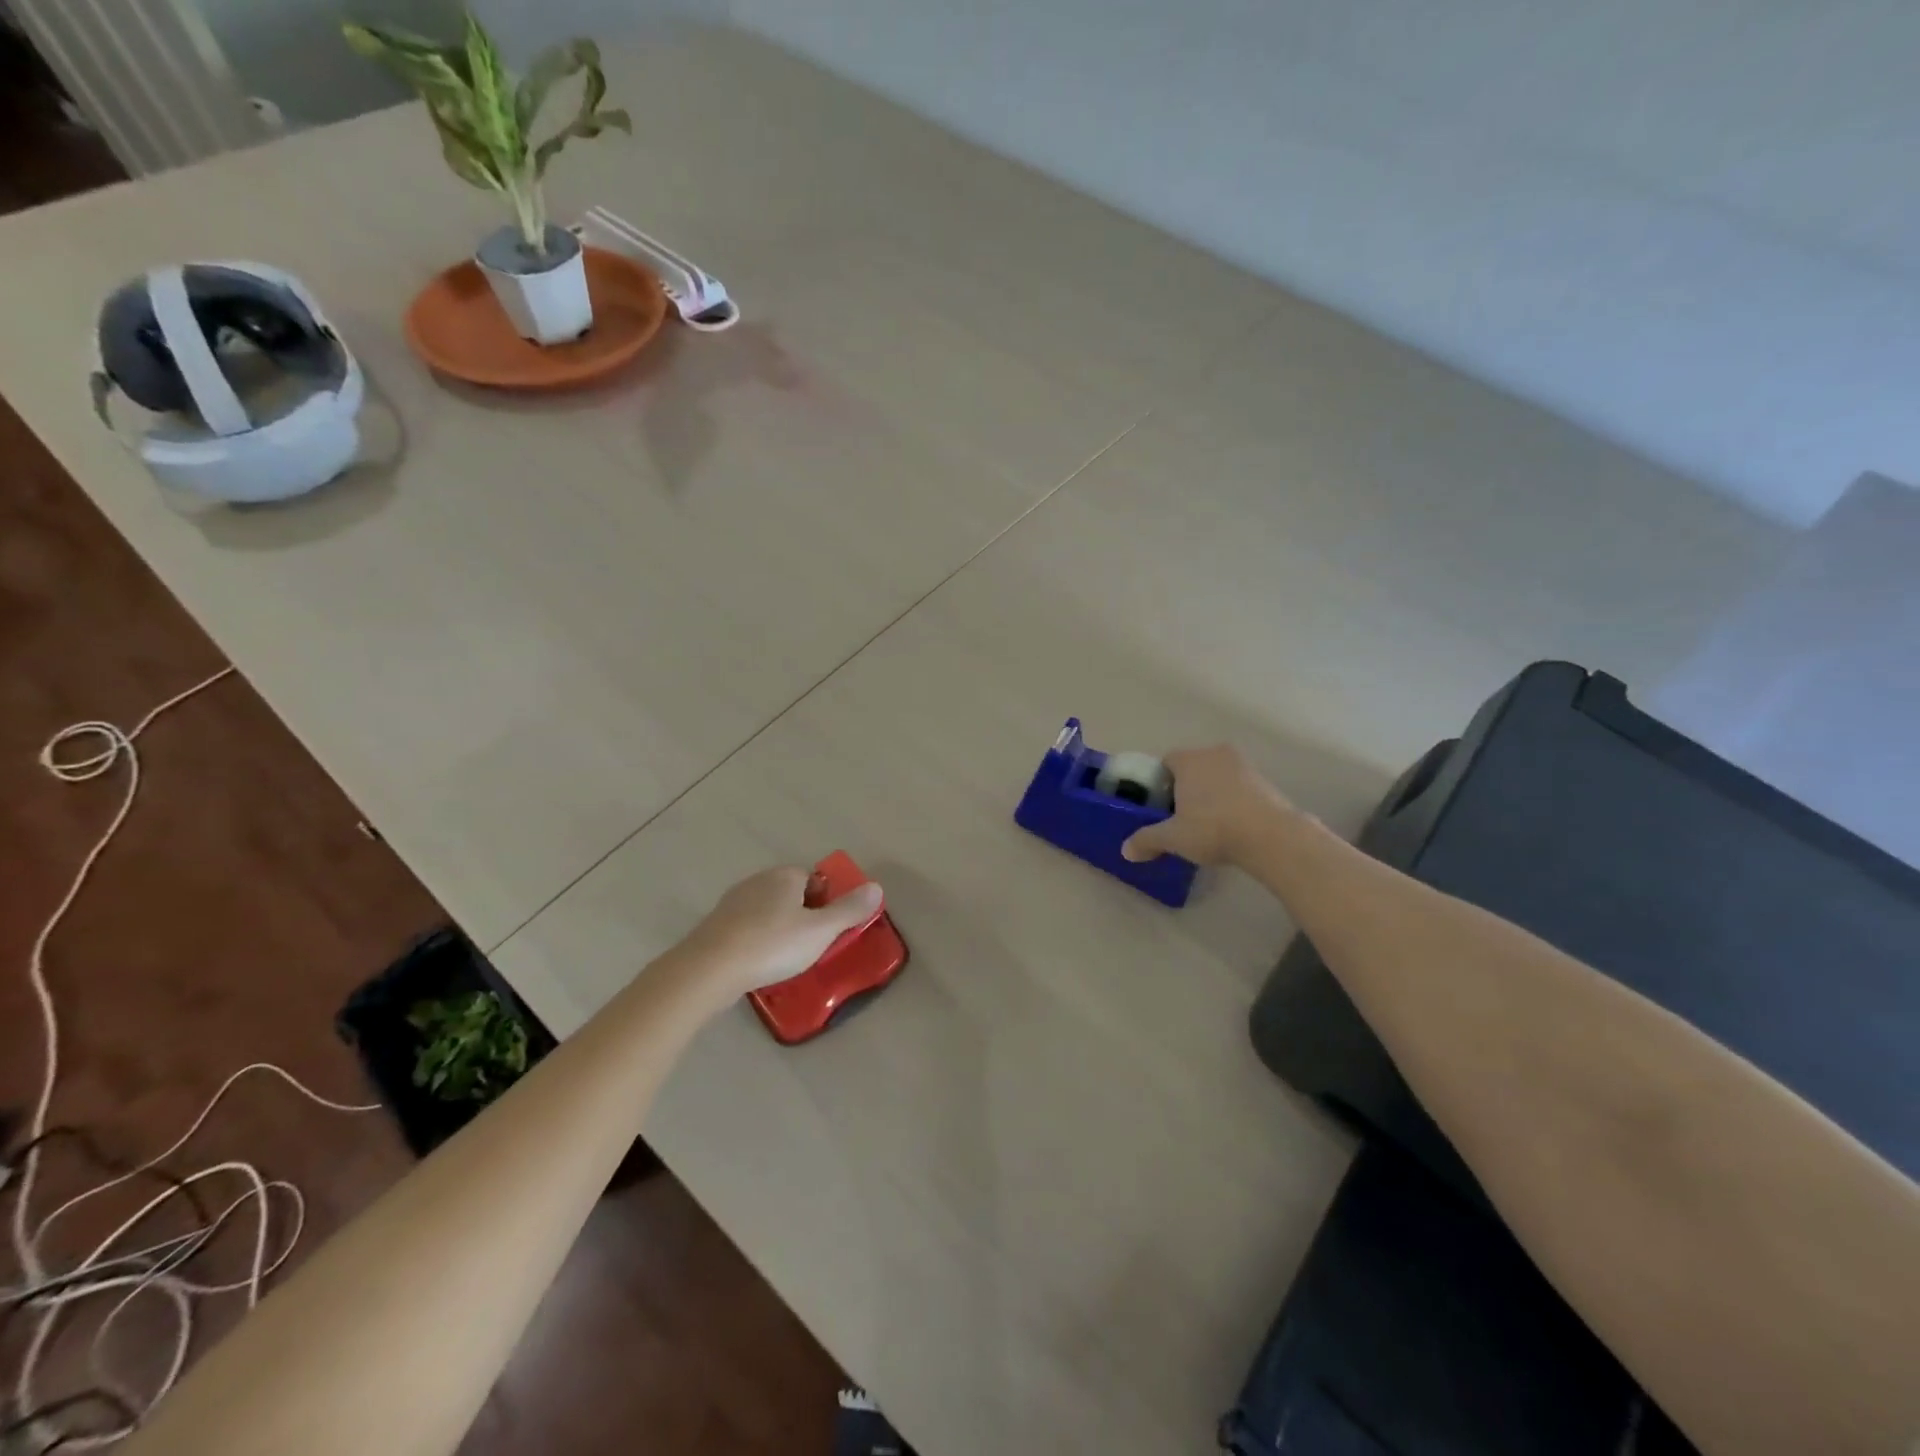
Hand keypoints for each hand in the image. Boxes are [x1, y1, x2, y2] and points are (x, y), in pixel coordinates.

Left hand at [676, 866, 885, 1001]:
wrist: (708, 970)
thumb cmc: (772, 945)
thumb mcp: (820, 931)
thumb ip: (849, 910)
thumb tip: (877, 887)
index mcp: (785, 876)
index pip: (814, 879)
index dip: (826, 902)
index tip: (828, 930)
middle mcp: (758, 881)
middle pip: (790, 894)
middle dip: (803, 916)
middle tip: (811, 946)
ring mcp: (733, 902)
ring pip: (767, 912)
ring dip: (779, 930)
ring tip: (786, 959)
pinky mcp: (715, 926)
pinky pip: (747, 929)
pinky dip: (757, 942)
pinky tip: (759, 964)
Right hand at [1120, 744, 1293, 867]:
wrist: (1271, 836)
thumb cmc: (1213, 828)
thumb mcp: (1173, 838)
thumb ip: (1147, 840)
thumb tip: (1125, 851)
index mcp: (1189, 759)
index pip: (1166, 762)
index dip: (1160, 783)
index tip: (1161, 806)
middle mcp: (1215, 754)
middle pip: (1193, 767)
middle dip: (1186, 788)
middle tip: (1182, 817)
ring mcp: (1244, 766)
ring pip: (1218, 776)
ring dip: (1212, 794)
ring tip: (1209, 824)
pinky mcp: (1266, 781)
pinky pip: (1239, 787)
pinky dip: (1233, 801)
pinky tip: (1232, 826)